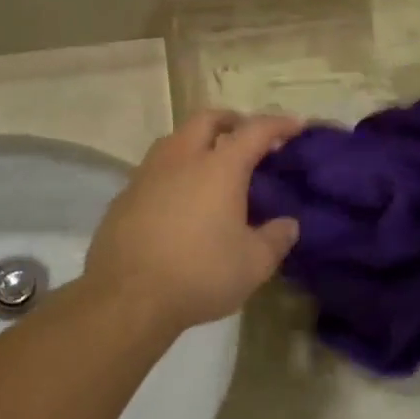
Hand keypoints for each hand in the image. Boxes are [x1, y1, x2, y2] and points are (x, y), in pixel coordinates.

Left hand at [84, 111, 302, 333]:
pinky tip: (180, 200)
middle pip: (207, 120)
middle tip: (248, 136)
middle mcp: (181, 159)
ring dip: (198, 142)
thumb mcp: (254, 264)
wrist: (126, 298)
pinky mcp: (123, 197)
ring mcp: (146, 175)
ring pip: (175, 140)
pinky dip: (174, 172)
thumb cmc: (200, 274)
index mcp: (219, 168)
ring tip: (212, 165)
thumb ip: (276, 239)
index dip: (279, 124)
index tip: (296, 125)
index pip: (255, 131)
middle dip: (232, 120)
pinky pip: (154, 170)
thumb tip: (288, 225)